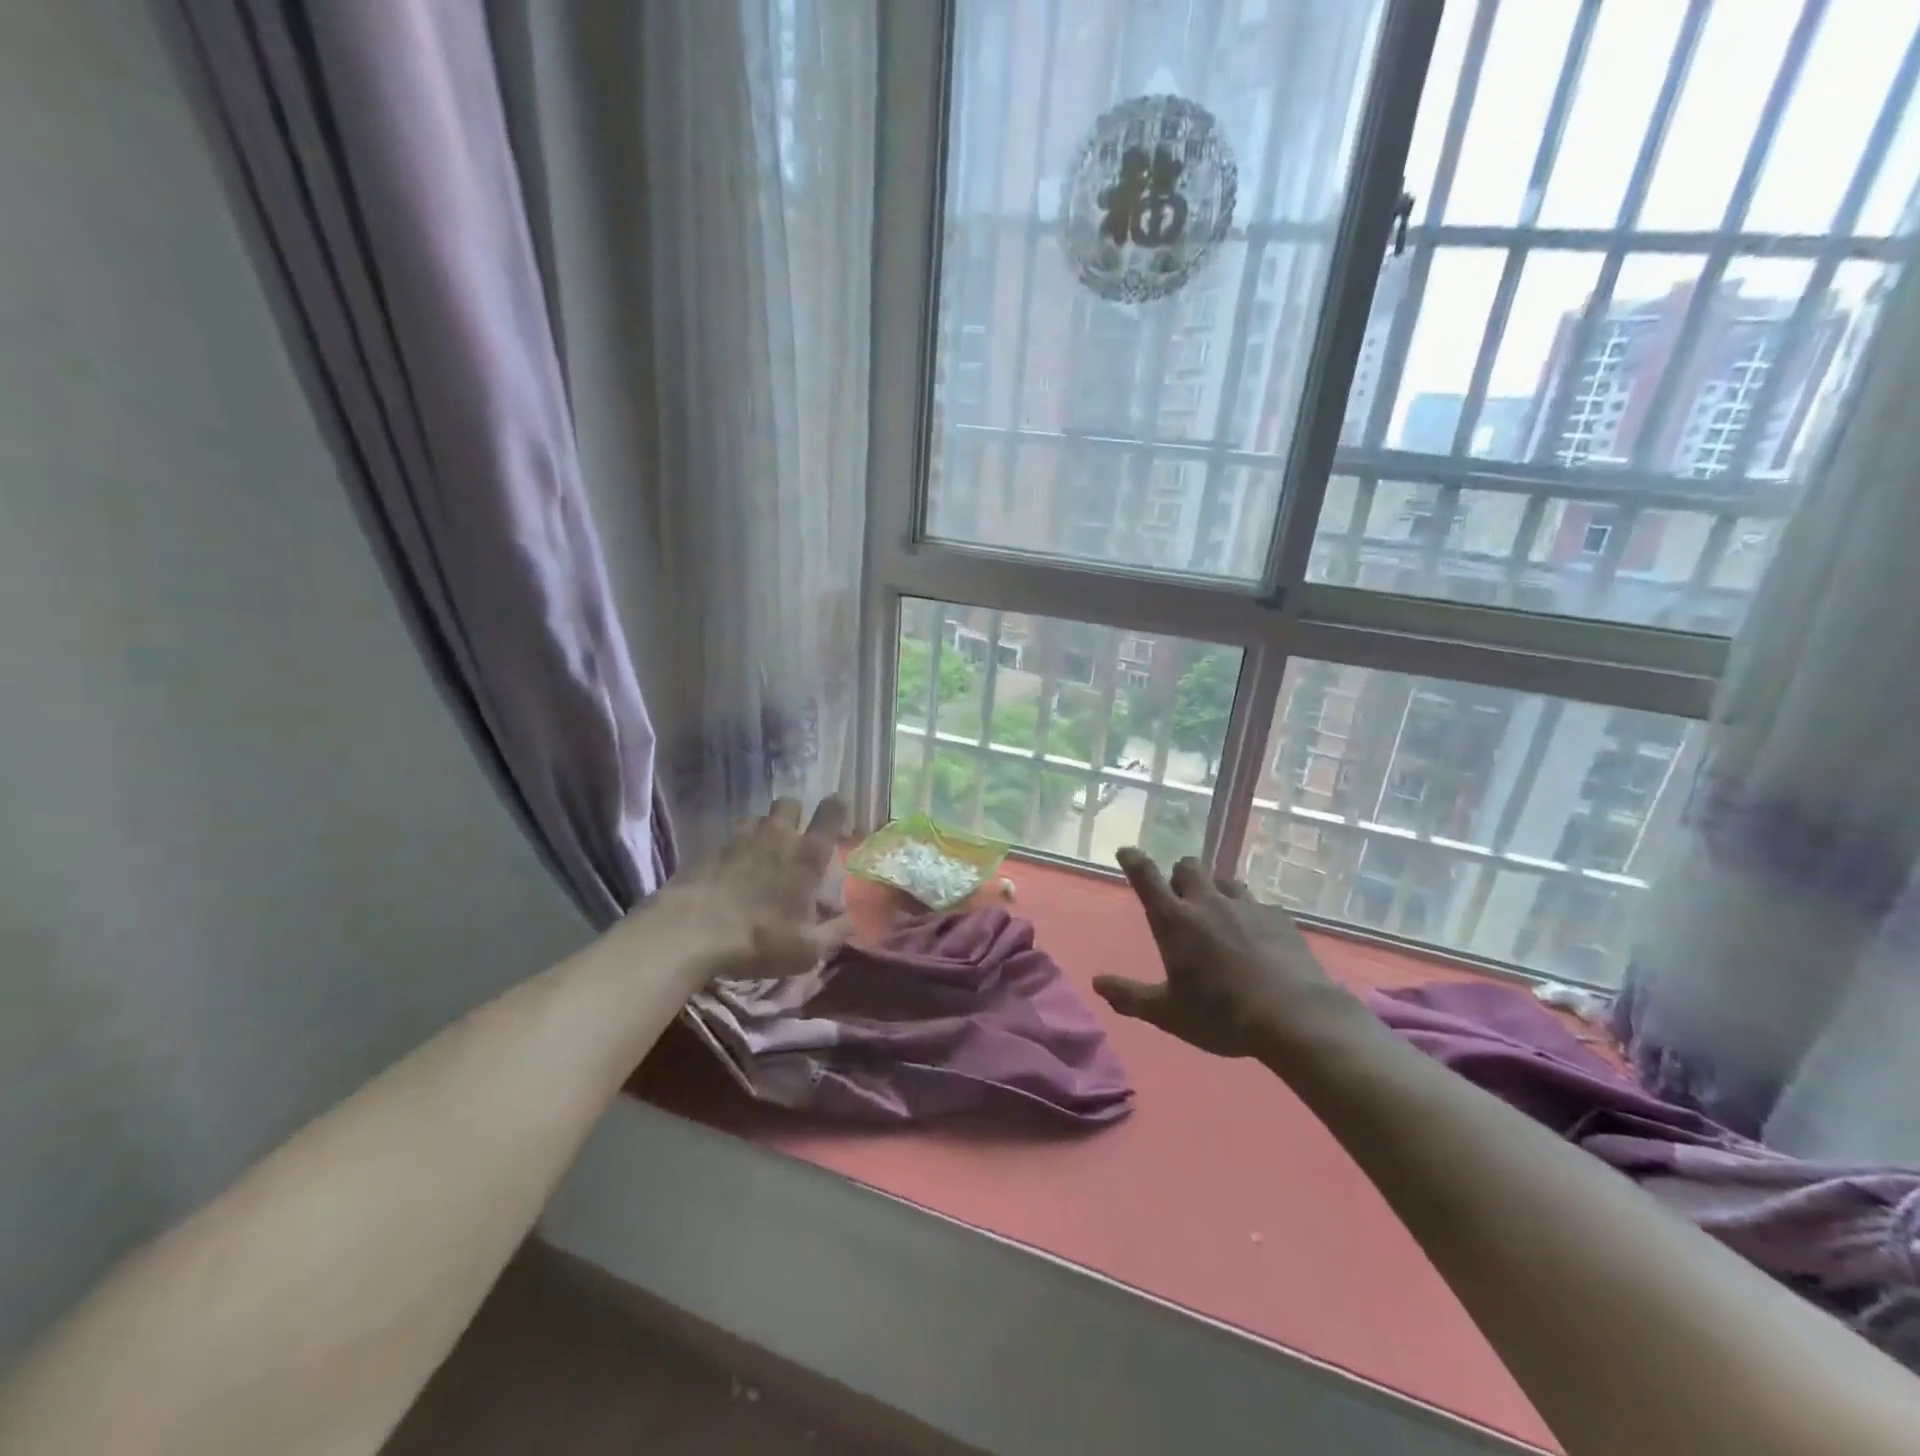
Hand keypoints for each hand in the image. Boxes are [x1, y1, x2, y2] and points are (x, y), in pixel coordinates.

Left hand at [654, 796, 853, 980]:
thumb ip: (835, 933)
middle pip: (790, 804)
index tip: (837, 814)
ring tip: (761, 853)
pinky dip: (737, 848)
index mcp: (807, 855)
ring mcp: (741, 839)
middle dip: (795, 815)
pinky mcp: (711, 849)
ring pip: (758, 818)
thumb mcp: (807, 949)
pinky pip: (731, 837)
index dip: (836, 808)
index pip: (830, 813)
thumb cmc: (759, 939)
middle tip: (794, 839)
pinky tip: (732, 870)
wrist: (690, 932)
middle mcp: (777, 837)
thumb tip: (851, 920)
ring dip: (764, 829)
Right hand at [1093, 849, 1362, 1058]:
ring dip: (1215, 891)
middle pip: (1189, 866)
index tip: (1126, 852)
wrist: (1294, 1017)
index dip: (1134, 861)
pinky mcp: (1279, 918)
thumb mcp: (1168, 1013)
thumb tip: (1097, 983)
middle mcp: (1208, 903)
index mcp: (1175, 920)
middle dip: (1180, 876)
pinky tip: (1256, 938)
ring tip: (1219, 916)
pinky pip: (1258, 904)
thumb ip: (1130, 997)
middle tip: (1180, 899)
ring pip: (1225, 881)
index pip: (1146, 877)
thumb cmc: (1220, 1014)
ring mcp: (1247, 906)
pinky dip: (1250, 915)